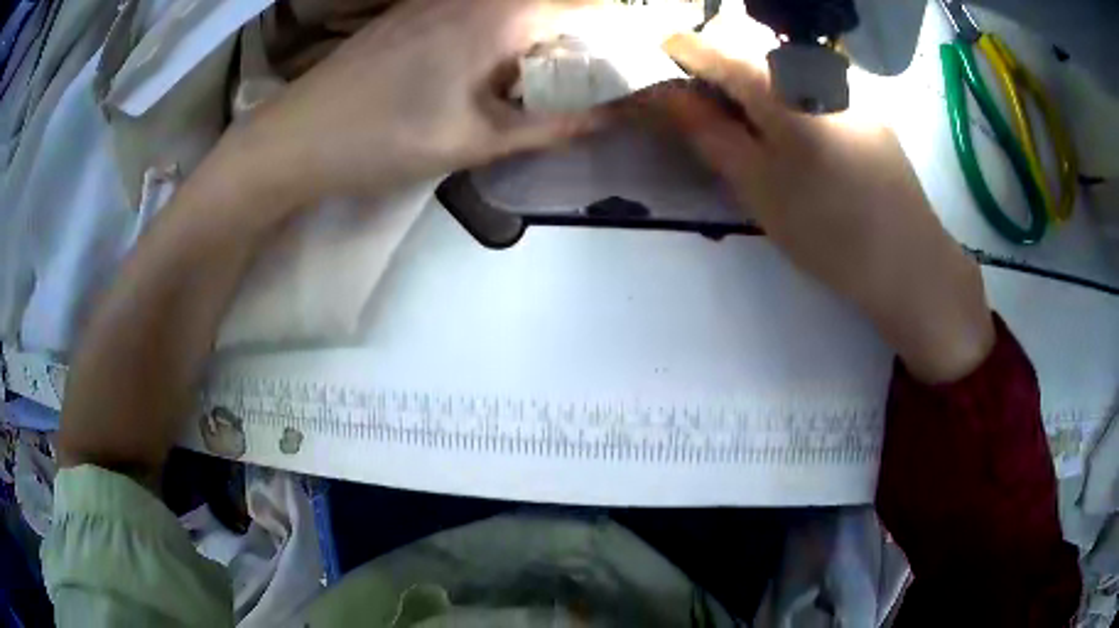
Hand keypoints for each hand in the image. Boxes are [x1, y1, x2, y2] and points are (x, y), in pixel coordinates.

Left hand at [235, 0, 602, 204]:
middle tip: (601, 72)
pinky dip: (508, 31)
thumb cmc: (382, 139)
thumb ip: (551, 124)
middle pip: (553, 4)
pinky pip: (482, 9)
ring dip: (547, 33)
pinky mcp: (415, 11)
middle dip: (586, 32)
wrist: (294, 138)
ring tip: (557, 72)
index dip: (622, 26)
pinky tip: (498, 64)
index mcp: (500, 15)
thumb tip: (613, 116)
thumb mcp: (475, 140)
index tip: (642, 55)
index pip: (587, 5)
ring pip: (517, 6)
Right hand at [639, 33, 994, 382]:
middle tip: (707, 105)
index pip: (718, 49)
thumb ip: (710, 133)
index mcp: (785, 90)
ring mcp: (851, 89)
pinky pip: (816, 85)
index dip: (683, 51)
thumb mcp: (759, 188)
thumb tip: (669, 94)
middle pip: (753, 49)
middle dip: (720, 67)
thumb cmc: (830, 234)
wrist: (911, 265)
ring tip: (754, 125)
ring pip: (786, 67)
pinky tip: (800, 137)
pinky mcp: (871, 110)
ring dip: (757, 82)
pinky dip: (790, 96)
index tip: (663, 60)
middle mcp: (819, 73)